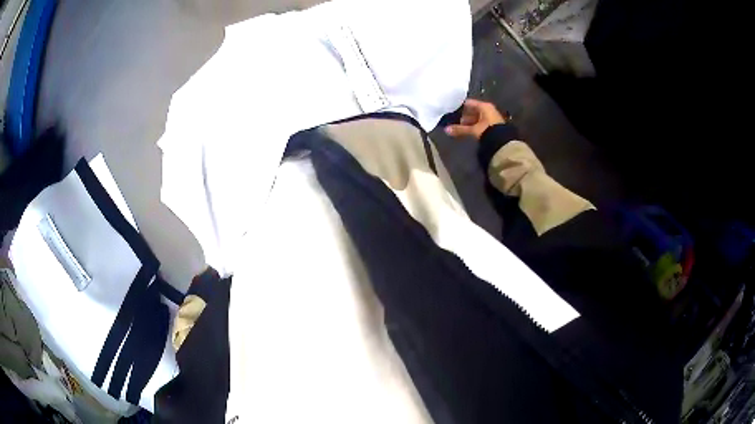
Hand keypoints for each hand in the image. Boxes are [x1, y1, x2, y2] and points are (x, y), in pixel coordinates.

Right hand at [444, 99, 506, 140]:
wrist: (502, 142)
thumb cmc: (487, 131)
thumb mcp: (472, 129)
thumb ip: (460, 129)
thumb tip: (446, 130)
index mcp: (484, 106)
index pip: (469, 103)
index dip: (460, 107)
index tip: (452, 111)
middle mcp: (488, 109)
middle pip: (473, 110)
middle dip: (465, 116)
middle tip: (457, 121)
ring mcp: (492, 117)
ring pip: (478, 117)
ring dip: (470, 122)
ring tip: (462, 128)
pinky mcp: (493, 125)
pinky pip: (482, 122)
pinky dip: (476, 125)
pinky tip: (471, 130)